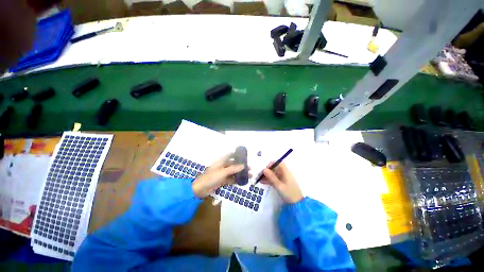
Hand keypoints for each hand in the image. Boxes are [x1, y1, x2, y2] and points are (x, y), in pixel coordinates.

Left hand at [191, 154, 244, 197]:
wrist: (200, 189)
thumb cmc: (211, 177)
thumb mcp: (223, 172)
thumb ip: (233, 168)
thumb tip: (243, 165)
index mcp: (221, 161)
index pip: (230, 155)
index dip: (237, 154)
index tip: (245, 156)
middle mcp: (222, 166)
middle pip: (233, 164)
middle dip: (241, 166)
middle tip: (250, 168)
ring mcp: (222, 173)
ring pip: (233, 172)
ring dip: (240, 173)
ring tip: (249, 175)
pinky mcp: (222, 181)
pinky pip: (231, 179)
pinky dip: (236, 180)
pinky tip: (242, 181)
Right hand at [260, 162, 302, 203]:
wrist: (296, 204)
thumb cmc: (289, 193)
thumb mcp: (279, 185)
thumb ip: (271, 177)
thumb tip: (264, 169)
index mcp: (286, 172)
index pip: (279, 163)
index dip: (272, 164)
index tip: (265, 168)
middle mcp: (284, 174)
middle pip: (275, 168)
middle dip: (267, 171)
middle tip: (260, 175)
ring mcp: (283, 179)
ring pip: (273, 174)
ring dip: (267, 176)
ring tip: (259, 179)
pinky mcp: (281, 183)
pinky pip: (274, 179)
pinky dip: (269, 180)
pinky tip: (262, 182)